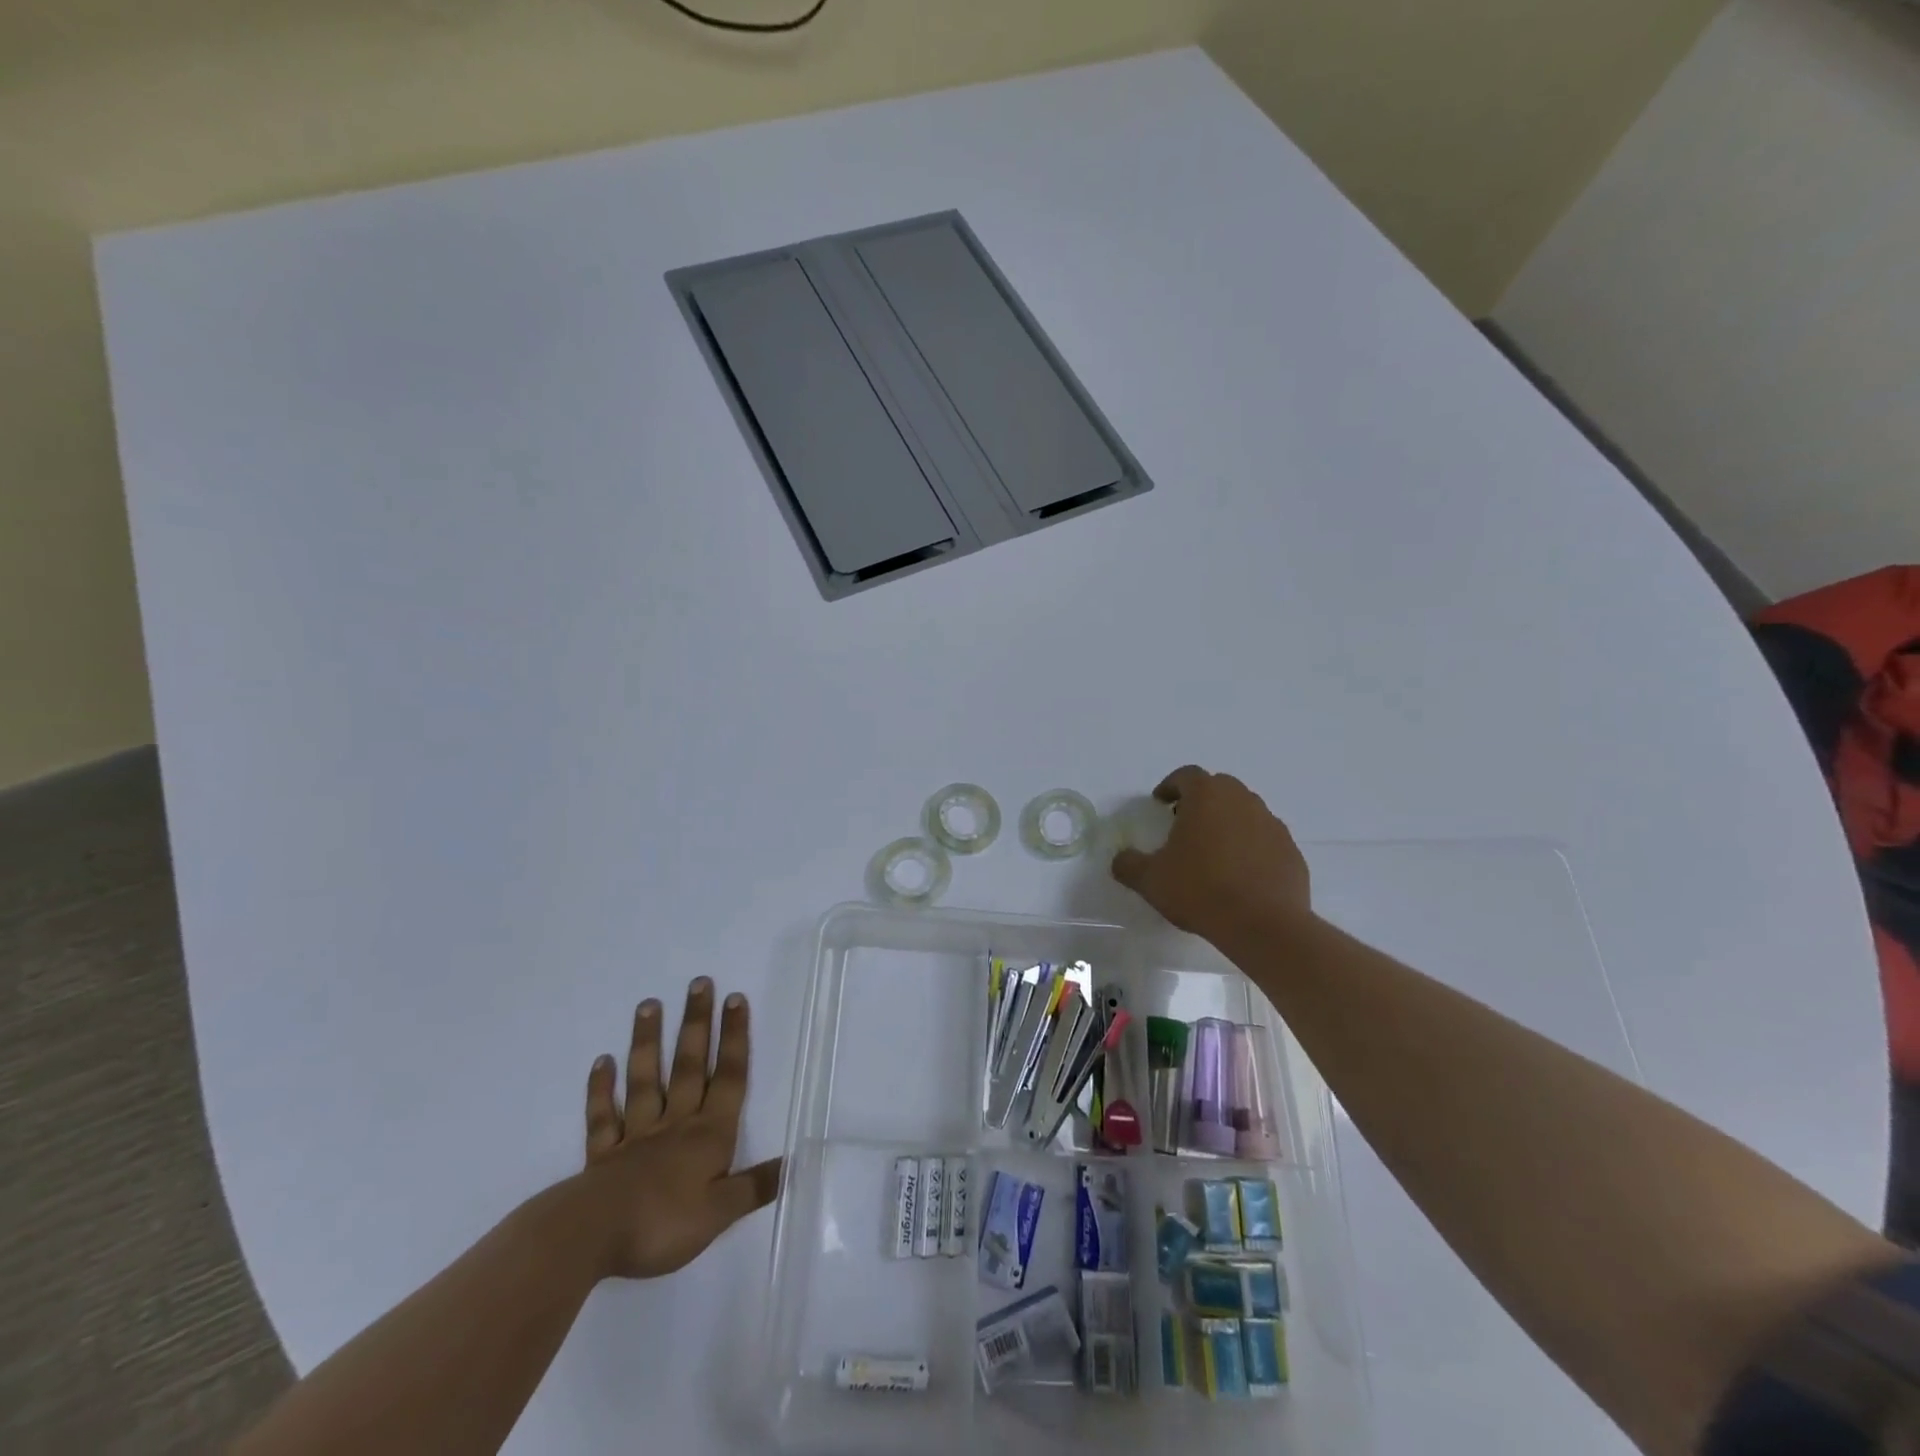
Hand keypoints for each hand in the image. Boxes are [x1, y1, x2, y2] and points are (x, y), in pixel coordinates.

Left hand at [577, 977, 781, 1279]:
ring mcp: (636, 1136)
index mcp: (708, 1135)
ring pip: (646, 1080)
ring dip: (648, 1042)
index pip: (729, 1078)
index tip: (735, 999)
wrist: (592, 1238)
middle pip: (690, 1066)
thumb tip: (794, 1162)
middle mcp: (675, 1124)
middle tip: (699, 983)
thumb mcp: (720, 1213)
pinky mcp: (602, 1155)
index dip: (735, 1038)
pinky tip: (602, 1062)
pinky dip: (601, 1089)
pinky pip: (603, 1116)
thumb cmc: (663, 1224)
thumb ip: (754, 1186)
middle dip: (697, 1024)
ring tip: (649, 1004)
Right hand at [1109, 765, 1311, 937]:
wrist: (1263, 925)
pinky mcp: (1291, 851)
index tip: (1160, 803)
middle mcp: (1242, 800)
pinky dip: (1251, 847)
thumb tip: (1120, 859)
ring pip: (1245, 812)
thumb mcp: (1150, 880)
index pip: (1186, 775)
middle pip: (1219, 788)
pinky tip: (1240, 875)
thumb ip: (1129, 864)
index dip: (1170, 786)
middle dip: (1201, 801)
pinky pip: (1265, 840)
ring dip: (1228, 823)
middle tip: (1184, 824)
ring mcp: (1272, 824)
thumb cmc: (1200, 891)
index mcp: (1207, 796)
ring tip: (1213, 852)